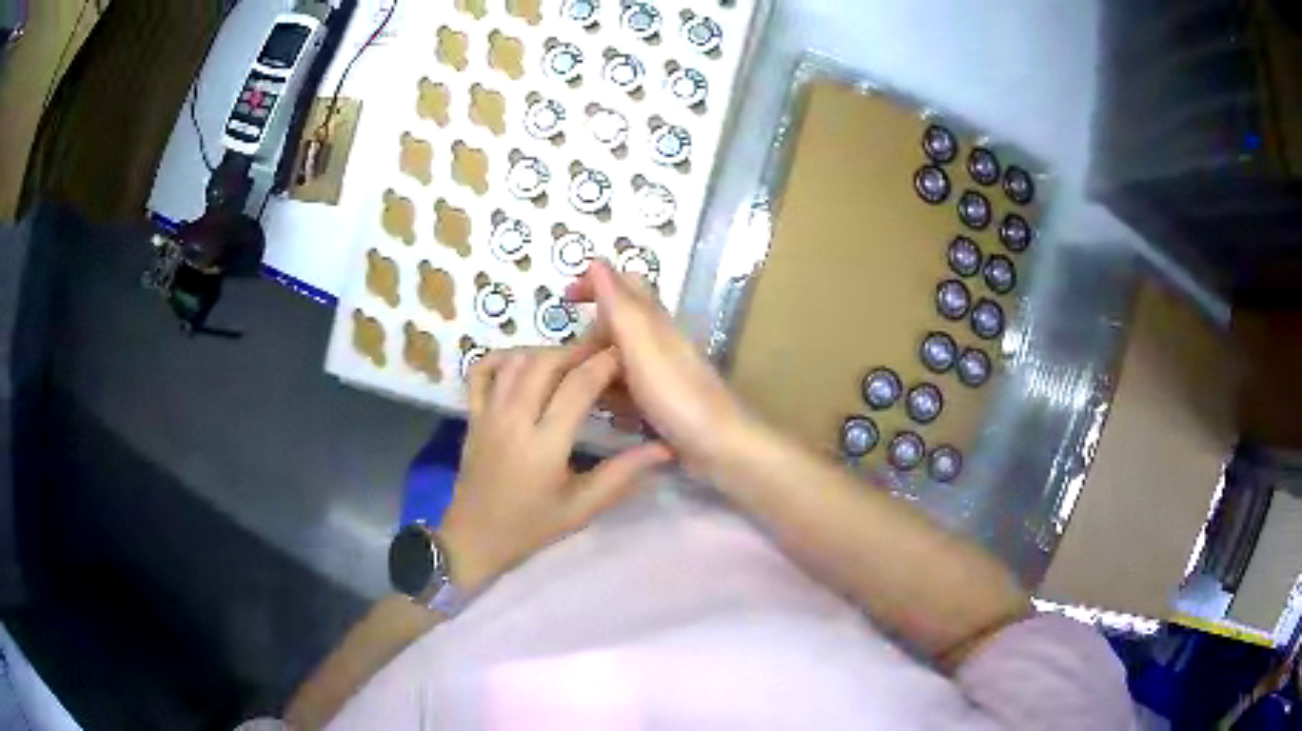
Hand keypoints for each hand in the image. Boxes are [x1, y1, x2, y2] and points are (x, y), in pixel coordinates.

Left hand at [438, 344, 671, 592]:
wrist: (475, 538)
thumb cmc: (532, 527)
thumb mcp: (582, 508)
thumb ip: (622, 474)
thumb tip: (664, 448)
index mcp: (544, 445)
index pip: (578, 386)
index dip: (604, 364)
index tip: (625, 356)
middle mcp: (514, 419)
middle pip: (546, 362)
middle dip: (578, 351)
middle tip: (602, 357)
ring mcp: (488, 413)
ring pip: (517, 361)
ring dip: (547, 353)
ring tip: (571, 362)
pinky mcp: (472, 414)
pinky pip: (482, 371)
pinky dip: (504, 358)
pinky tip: (525, 364)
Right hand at [565, 260, 754, 475]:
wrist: (720, 448)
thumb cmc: (678, 395)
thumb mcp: (642, 346)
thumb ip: (620, 306)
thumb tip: (596, 261)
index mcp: (655, 322)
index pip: (625, 284)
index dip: (595, 283)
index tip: (564, 297)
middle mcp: (659, 342)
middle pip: (620, 322)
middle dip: (590, 331)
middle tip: (563, 357)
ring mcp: (662, 374)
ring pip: (622, 357)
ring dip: (597, 364)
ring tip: (572, 386)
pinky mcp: (663, 403)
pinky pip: (629, 388)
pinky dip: (611, 392)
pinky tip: (599, 410)